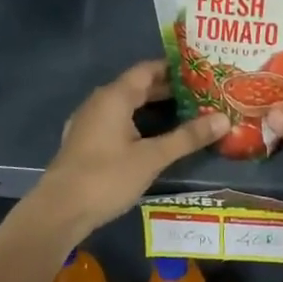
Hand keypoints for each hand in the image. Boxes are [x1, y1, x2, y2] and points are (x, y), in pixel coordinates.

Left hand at [28, 60, 227, 233]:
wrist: (58, 212)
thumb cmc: (106, 177)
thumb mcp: (152, 157)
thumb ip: (187, 137)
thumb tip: (223, 119)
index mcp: (114, 96)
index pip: (148, 69)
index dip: (175, 69)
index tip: (203, 72)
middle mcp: (100, 102)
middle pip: (138, 87)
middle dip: (169, 90)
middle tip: (203, 95)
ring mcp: (89, 123)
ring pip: (128, 106)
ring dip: (154, 108)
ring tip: (186, 114)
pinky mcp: (85, 143)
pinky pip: (117, 122)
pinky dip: (139, 123)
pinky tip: (155, 138)